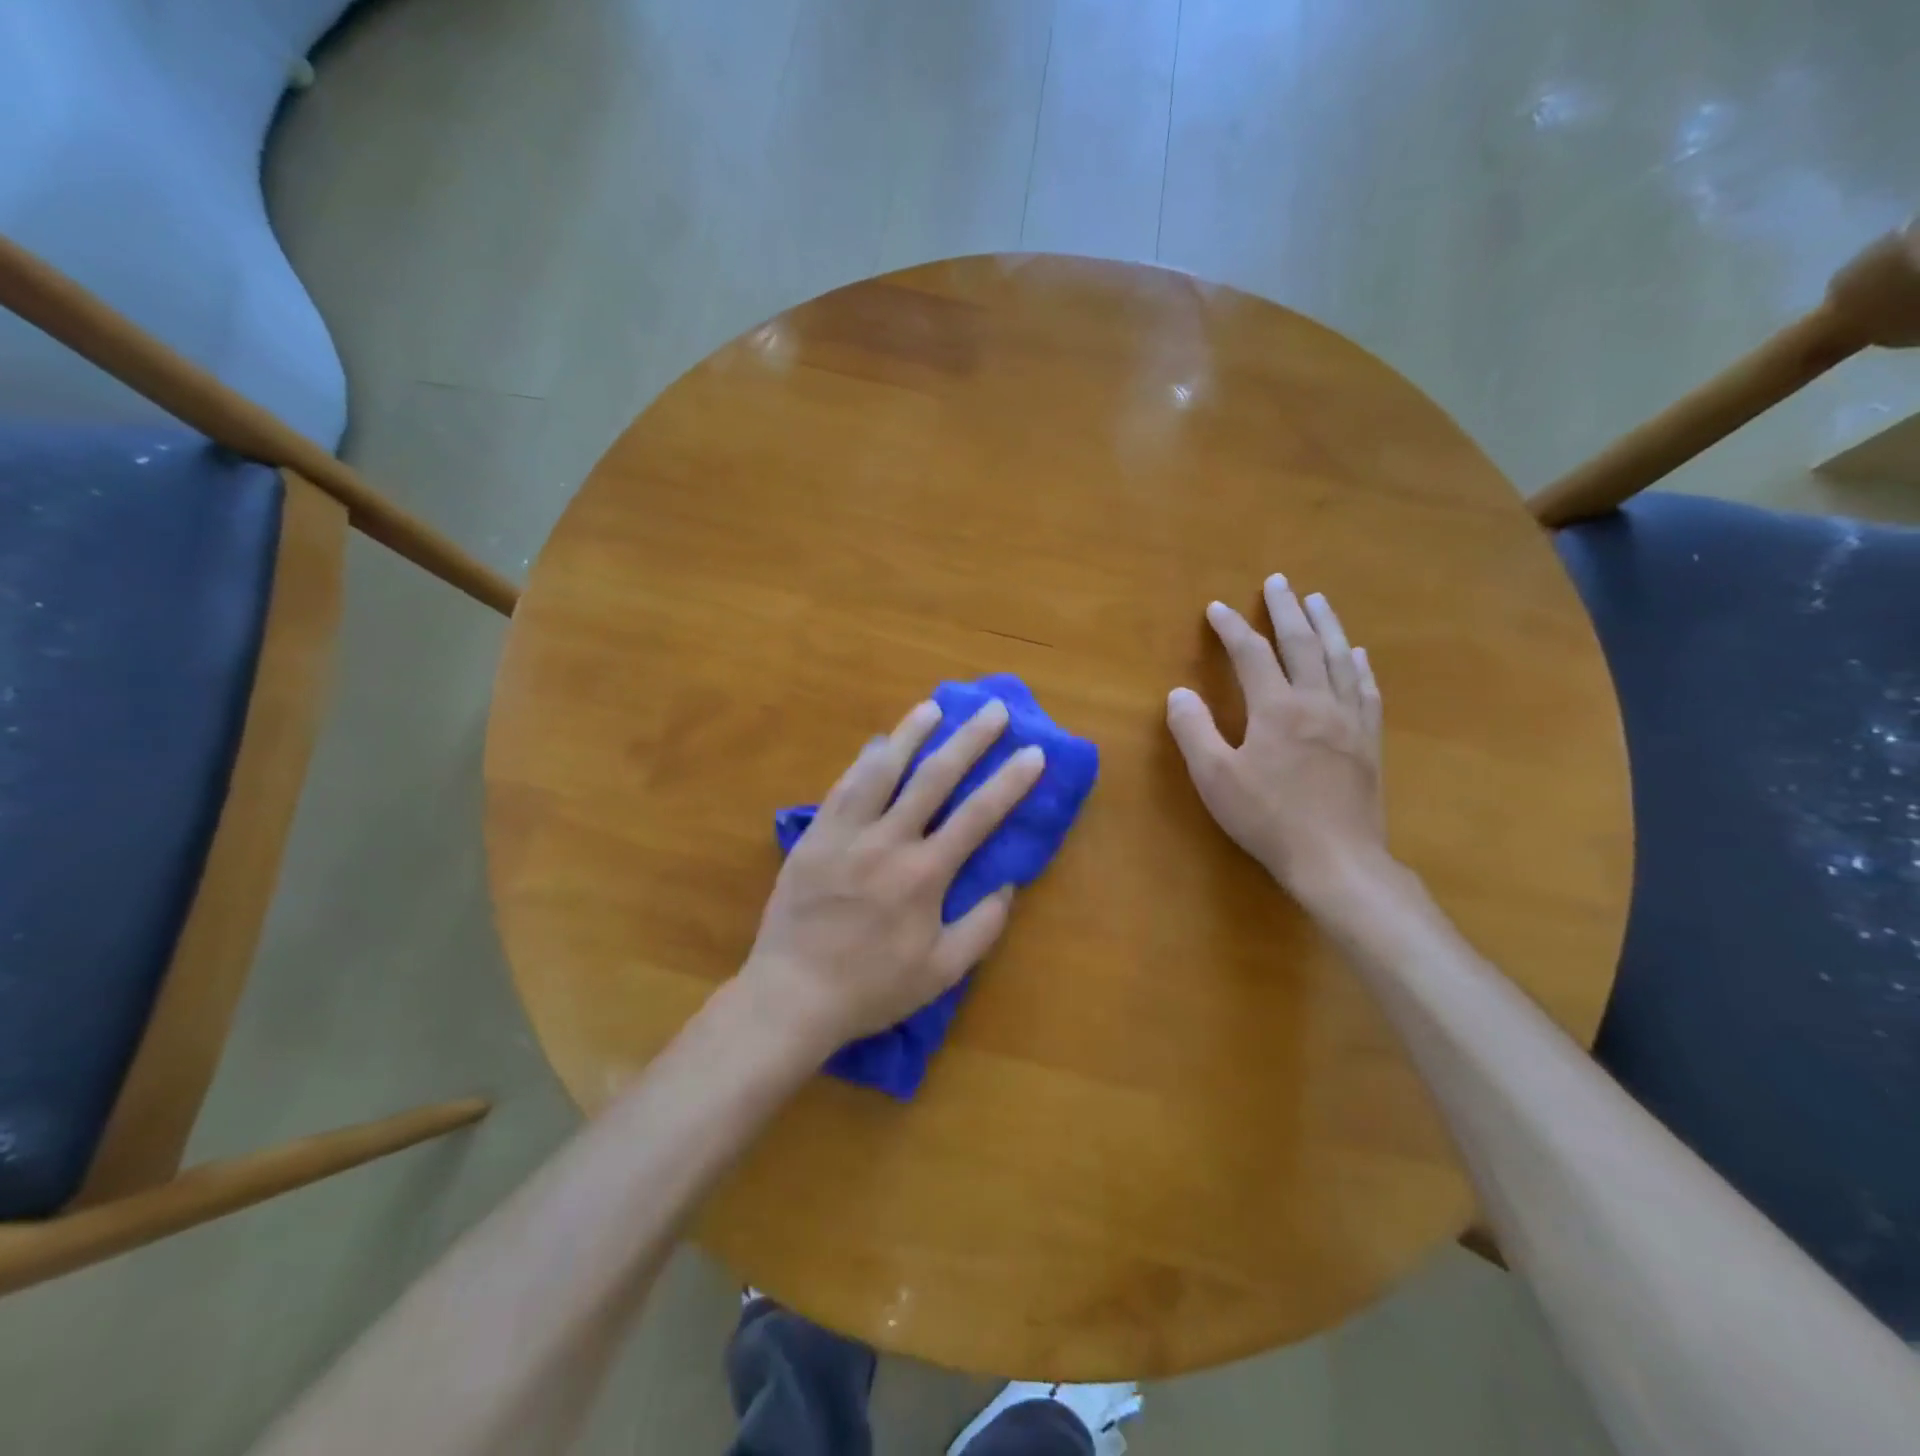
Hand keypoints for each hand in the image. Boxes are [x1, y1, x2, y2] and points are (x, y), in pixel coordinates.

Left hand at [740, 698, 1045, 1055]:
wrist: (792, 995)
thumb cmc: (871, 987)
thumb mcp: (941, 972)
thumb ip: (982, 927)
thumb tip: (1008, 884)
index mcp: (924, 875)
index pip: (978, 816)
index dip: (1010, 781)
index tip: (1033, 753)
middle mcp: (888, 842)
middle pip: (934, 778)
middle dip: (969, 740)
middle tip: (993, 709)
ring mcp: (846, 834)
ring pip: (883, 770)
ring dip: (911, 734)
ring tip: (933, 707)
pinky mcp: (814, 836)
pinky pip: (843, 787)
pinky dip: (864, 761)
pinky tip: (878, 743)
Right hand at [1166, 574, 1385, 901]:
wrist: (1337, 860)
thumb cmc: (1268, 818)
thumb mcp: (1215, 778)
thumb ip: (1194, 730)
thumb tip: (1179, 693)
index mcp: (1277, 708)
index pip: (1251, 654)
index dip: (1231, 628)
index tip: (1216, 608)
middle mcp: (1317, 702)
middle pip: (1302, 644)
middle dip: (1286, 610)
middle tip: (1278, 582)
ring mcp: (1349, 720)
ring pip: (1339, 659)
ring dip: (1327, 625)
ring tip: (1318, 600)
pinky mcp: (1368, 742)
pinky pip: (1365, 690)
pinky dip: (1359, 666)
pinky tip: (1357, 654)